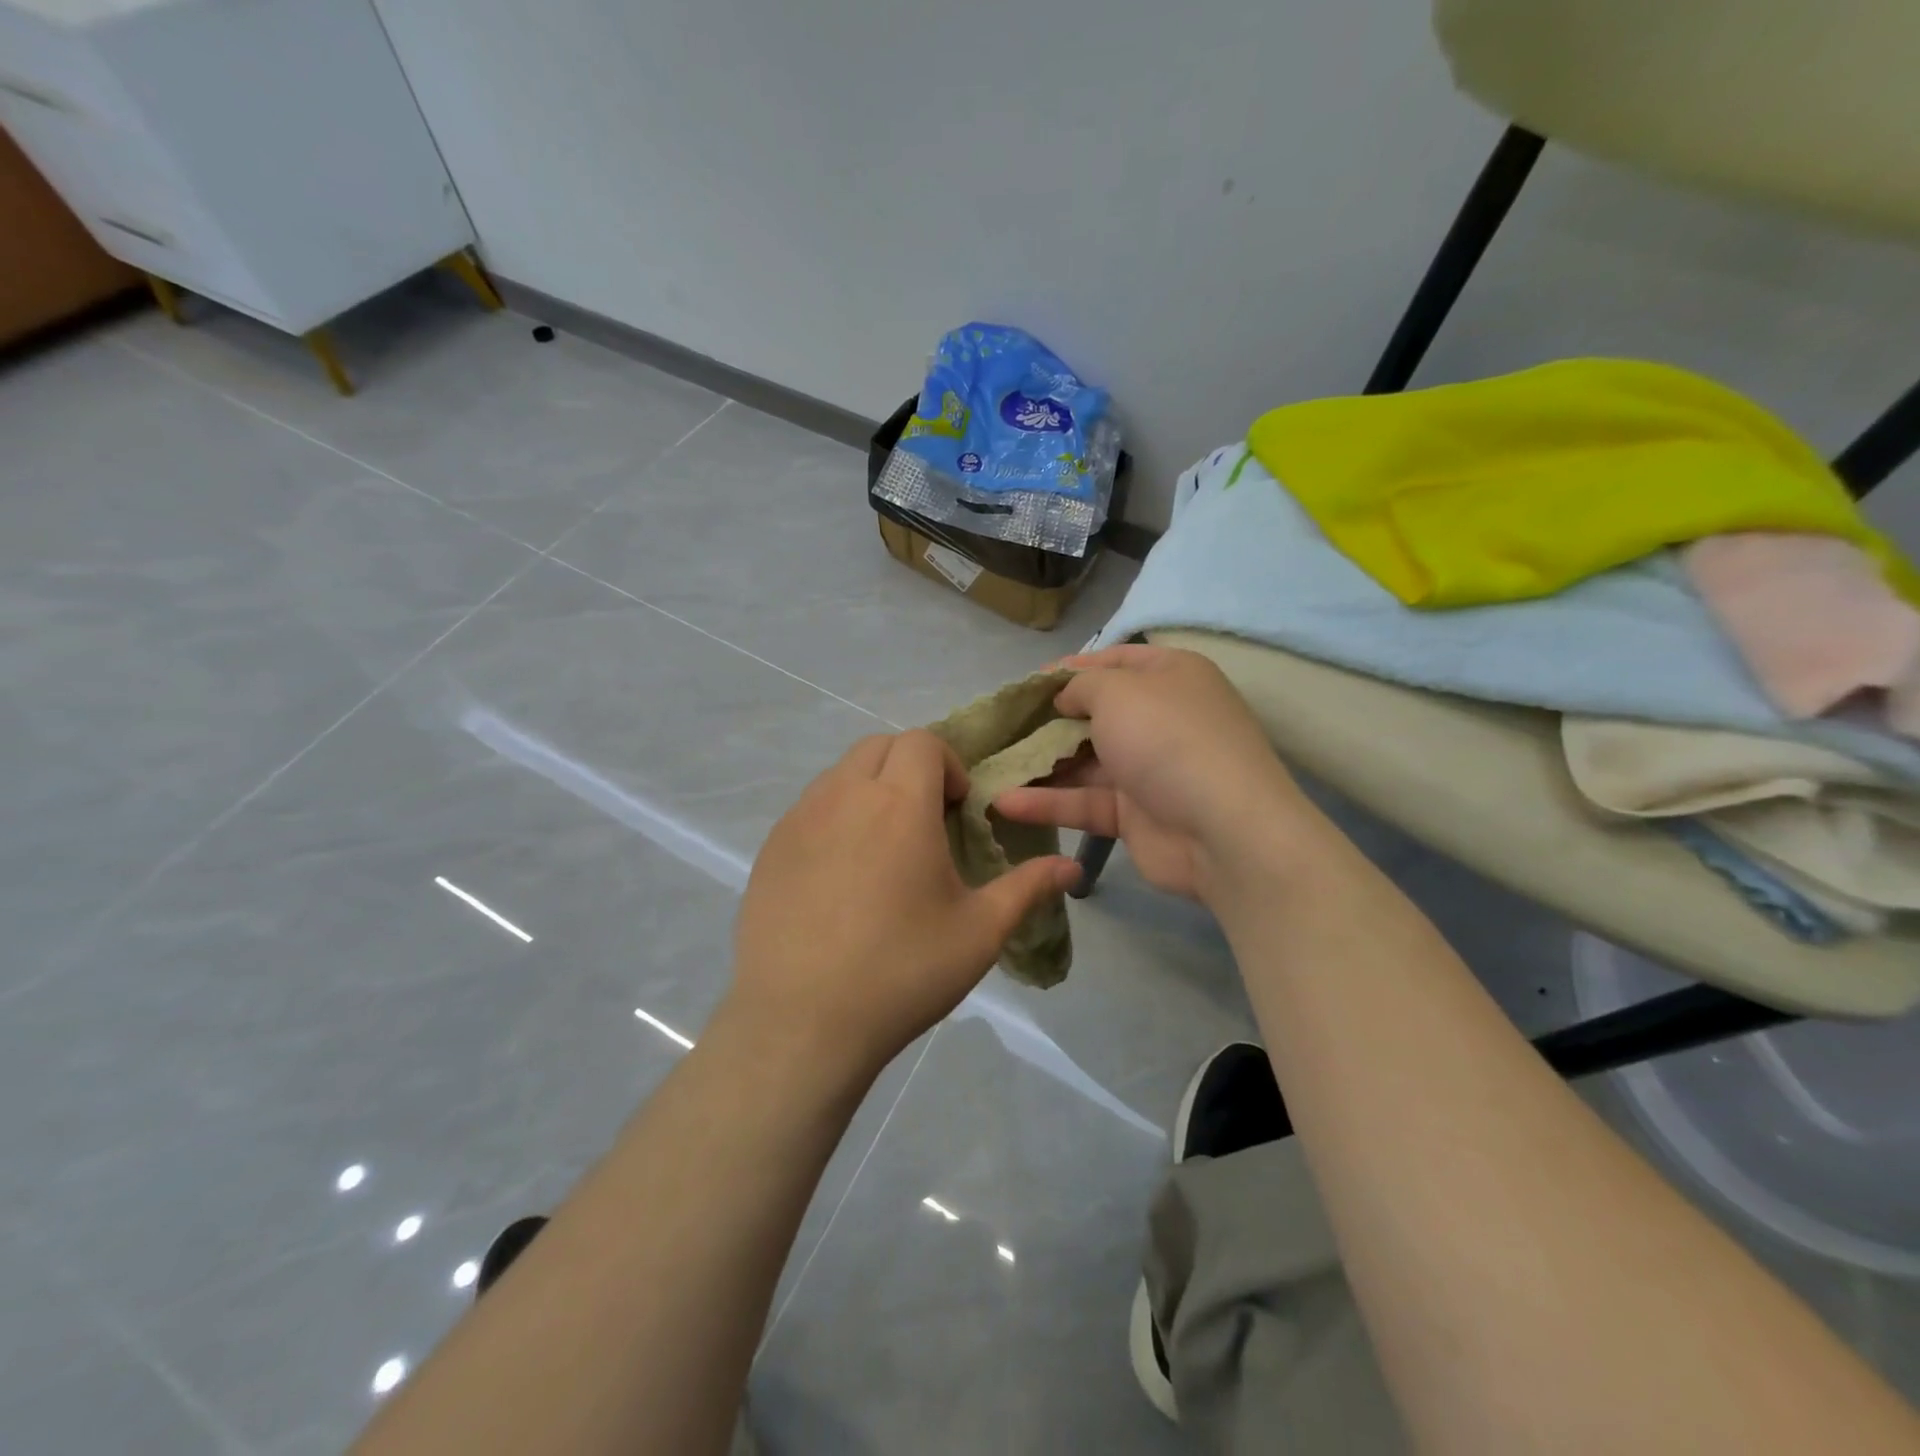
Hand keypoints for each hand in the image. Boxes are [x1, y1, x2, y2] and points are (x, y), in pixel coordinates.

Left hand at [728, 730, 1079, 1081]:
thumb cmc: (902, 971)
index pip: (923, 742)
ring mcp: (799, 819)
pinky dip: (834, 818)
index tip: (956, 811)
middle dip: (909, 768)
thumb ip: (1027, 888)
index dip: (948, 764)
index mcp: (899, 803)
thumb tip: (1073, 869)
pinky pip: (809, 809)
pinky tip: (841, 878)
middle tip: (925, 824)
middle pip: (880, 746)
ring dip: (870, 790)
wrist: (801, 1022)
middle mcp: (844, 795)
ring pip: (841, 774)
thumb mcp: (978, 932)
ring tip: (883, 851)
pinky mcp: (770, 848)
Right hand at [993, 645, 1307, 903]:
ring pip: (1084, 762)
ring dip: (1040, 765)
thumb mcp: (1119, 692)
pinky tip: (1004, 803)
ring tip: (990, 768)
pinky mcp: (1135, 815)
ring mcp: (1148, 769)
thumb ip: (1082, 686)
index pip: (1114, 661)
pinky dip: (1048, 802)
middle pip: (1095, 713)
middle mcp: (1160, 718)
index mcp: (1169, 676)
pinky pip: (1085, 801)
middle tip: (1002, 728)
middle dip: (1048, 721)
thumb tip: (1065, 698)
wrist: (1224, 831)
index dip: (1070, 669)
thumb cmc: (1168, 740)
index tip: (1027, 685)